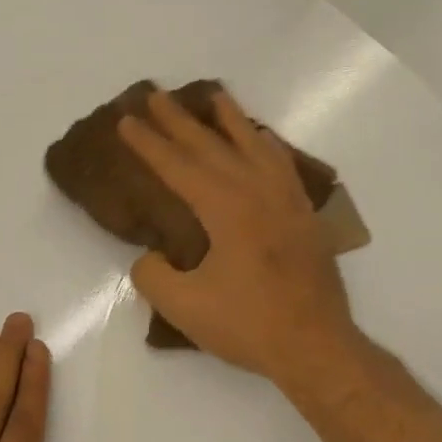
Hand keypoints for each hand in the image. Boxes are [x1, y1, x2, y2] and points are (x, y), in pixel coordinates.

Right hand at [119, 87, 360, 386]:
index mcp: (226, 209)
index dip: (149, 144)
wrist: (316, 346)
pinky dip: (267, 145)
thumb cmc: (249, 325)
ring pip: (253, 146)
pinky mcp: (303, 215)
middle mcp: (257, 192)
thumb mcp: (184, 307)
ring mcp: (286, 201)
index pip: (178, 167)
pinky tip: (261, 139)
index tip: (126, 120)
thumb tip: (152, 256)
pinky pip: (282, 165)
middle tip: (155, 95)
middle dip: (180, 121)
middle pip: (212, 147)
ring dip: (229, 120)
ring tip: (213, 96)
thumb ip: (154, 275)